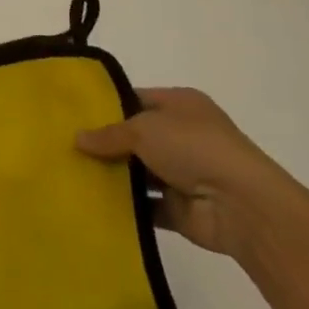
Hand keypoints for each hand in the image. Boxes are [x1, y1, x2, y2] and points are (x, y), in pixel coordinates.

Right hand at [76, 88, 295, 257]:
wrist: (241, 205)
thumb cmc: (194, 147)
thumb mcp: (144, 128)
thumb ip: (110, 134)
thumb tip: (77, 139)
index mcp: (181, 105)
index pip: (137, 99)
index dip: (108, 106)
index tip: (74, 115)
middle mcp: (183, 135)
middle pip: (136, 137)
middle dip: (106, 144)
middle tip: (67, 148)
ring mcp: (183, 173)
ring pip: (139, 172)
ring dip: (114, 176)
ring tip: (73, 176)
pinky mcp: (181, 209)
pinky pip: (147, 205)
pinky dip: (126, 207)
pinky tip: (94, 205)